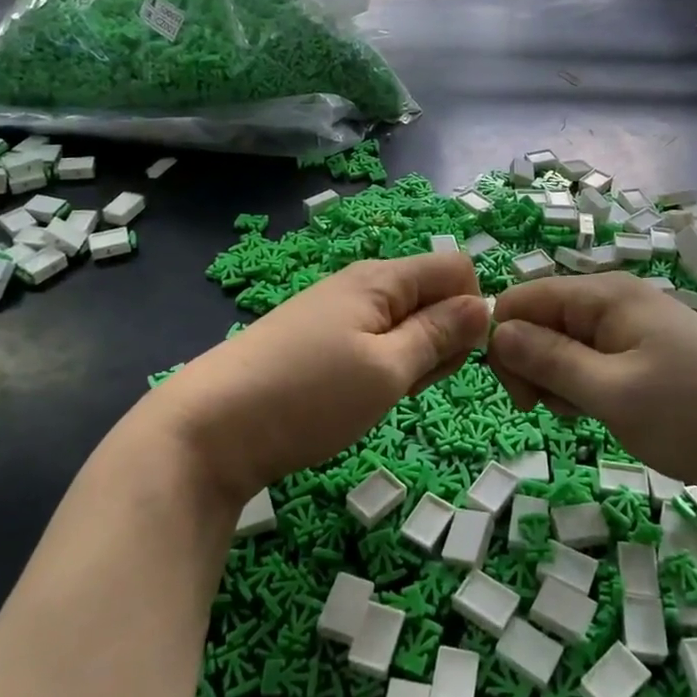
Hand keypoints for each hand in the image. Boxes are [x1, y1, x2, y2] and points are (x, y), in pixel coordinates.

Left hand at [143, 254, 490, 508]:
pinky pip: (375, 341)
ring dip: (414, 358)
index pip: (456, 268)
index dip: (472, 309)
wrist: (211, 427)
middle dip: (444, 338)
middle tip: (415, 384)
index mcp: (383, 278)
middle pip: (432, 295)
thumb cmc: (309, 395)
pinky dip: (384, 367)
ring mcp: (337, 312)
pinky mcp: (319, 341)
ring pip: (405, 323)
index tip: (458, 357)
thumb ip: (440, 335)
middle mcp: (362, 284)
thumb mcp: (387, 369)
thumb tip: (485, 306)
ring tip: (385, 395)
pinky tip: (361, 397)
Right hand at [486, 273, 696, 511]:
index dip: (506, 340)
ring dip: (561, 383)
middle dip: (534, 365)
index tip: (518, 393)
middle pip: (543, 321)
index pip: (524, 297)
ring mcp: (635, 332)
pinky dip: (587, 391)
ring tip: (590, 415)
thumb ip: (548, 359)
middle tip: (552, 410)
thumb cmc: (694, 417)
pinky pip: (595, 365)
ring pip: (566, 347)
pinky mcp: (649, 360)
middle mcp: (618, 302)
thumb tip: (496, 330)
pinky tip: (606, 415)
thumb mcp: (612, 392)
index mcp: (607, 294)